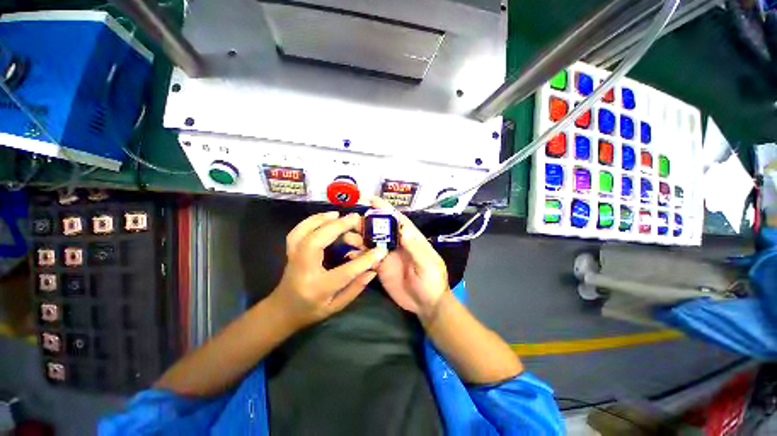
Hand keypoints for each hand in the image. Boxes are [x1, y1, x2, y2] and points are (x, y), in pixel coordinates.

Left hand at [271, 211, 387, 329]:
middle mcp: (303, 270)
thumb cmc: (311, 311)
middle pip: (316, 242)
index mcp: (317, 288)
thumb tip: (372, 270)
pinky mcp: (290, 251)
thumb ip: (355, 288)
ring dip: (322, 219)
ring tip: (339, 214)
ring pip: (303, 232)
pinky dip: (311, 220)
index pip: (345, 272)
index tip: (380, 250)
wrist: (282, 310)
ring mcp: (293, 258)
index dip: (365, 260)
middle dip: (338, 227)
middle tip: (355, 218)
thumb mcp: (335, 307)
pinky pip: (297, 231)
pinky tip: (324, 216)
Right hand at [345, 198, 448, 319]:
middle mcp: (397, 243)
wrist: (426, 304)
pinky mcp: (380, 267)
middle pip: (380, 228)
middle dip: (366, 222)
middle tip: (350, 221)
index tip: (371, 200)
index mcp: (410, 238)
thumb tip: (403, 229)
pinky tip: (349, 255)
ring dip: (359, 238)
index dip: (385, 209)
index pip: (397, 219)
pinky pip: (367, 258)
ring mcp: (387, 255)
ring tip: (346, 237)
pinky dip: (358, 255)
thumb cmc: (432, 282)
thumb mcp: (427, 265)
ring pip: (371, 242)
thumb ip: (415, 248)